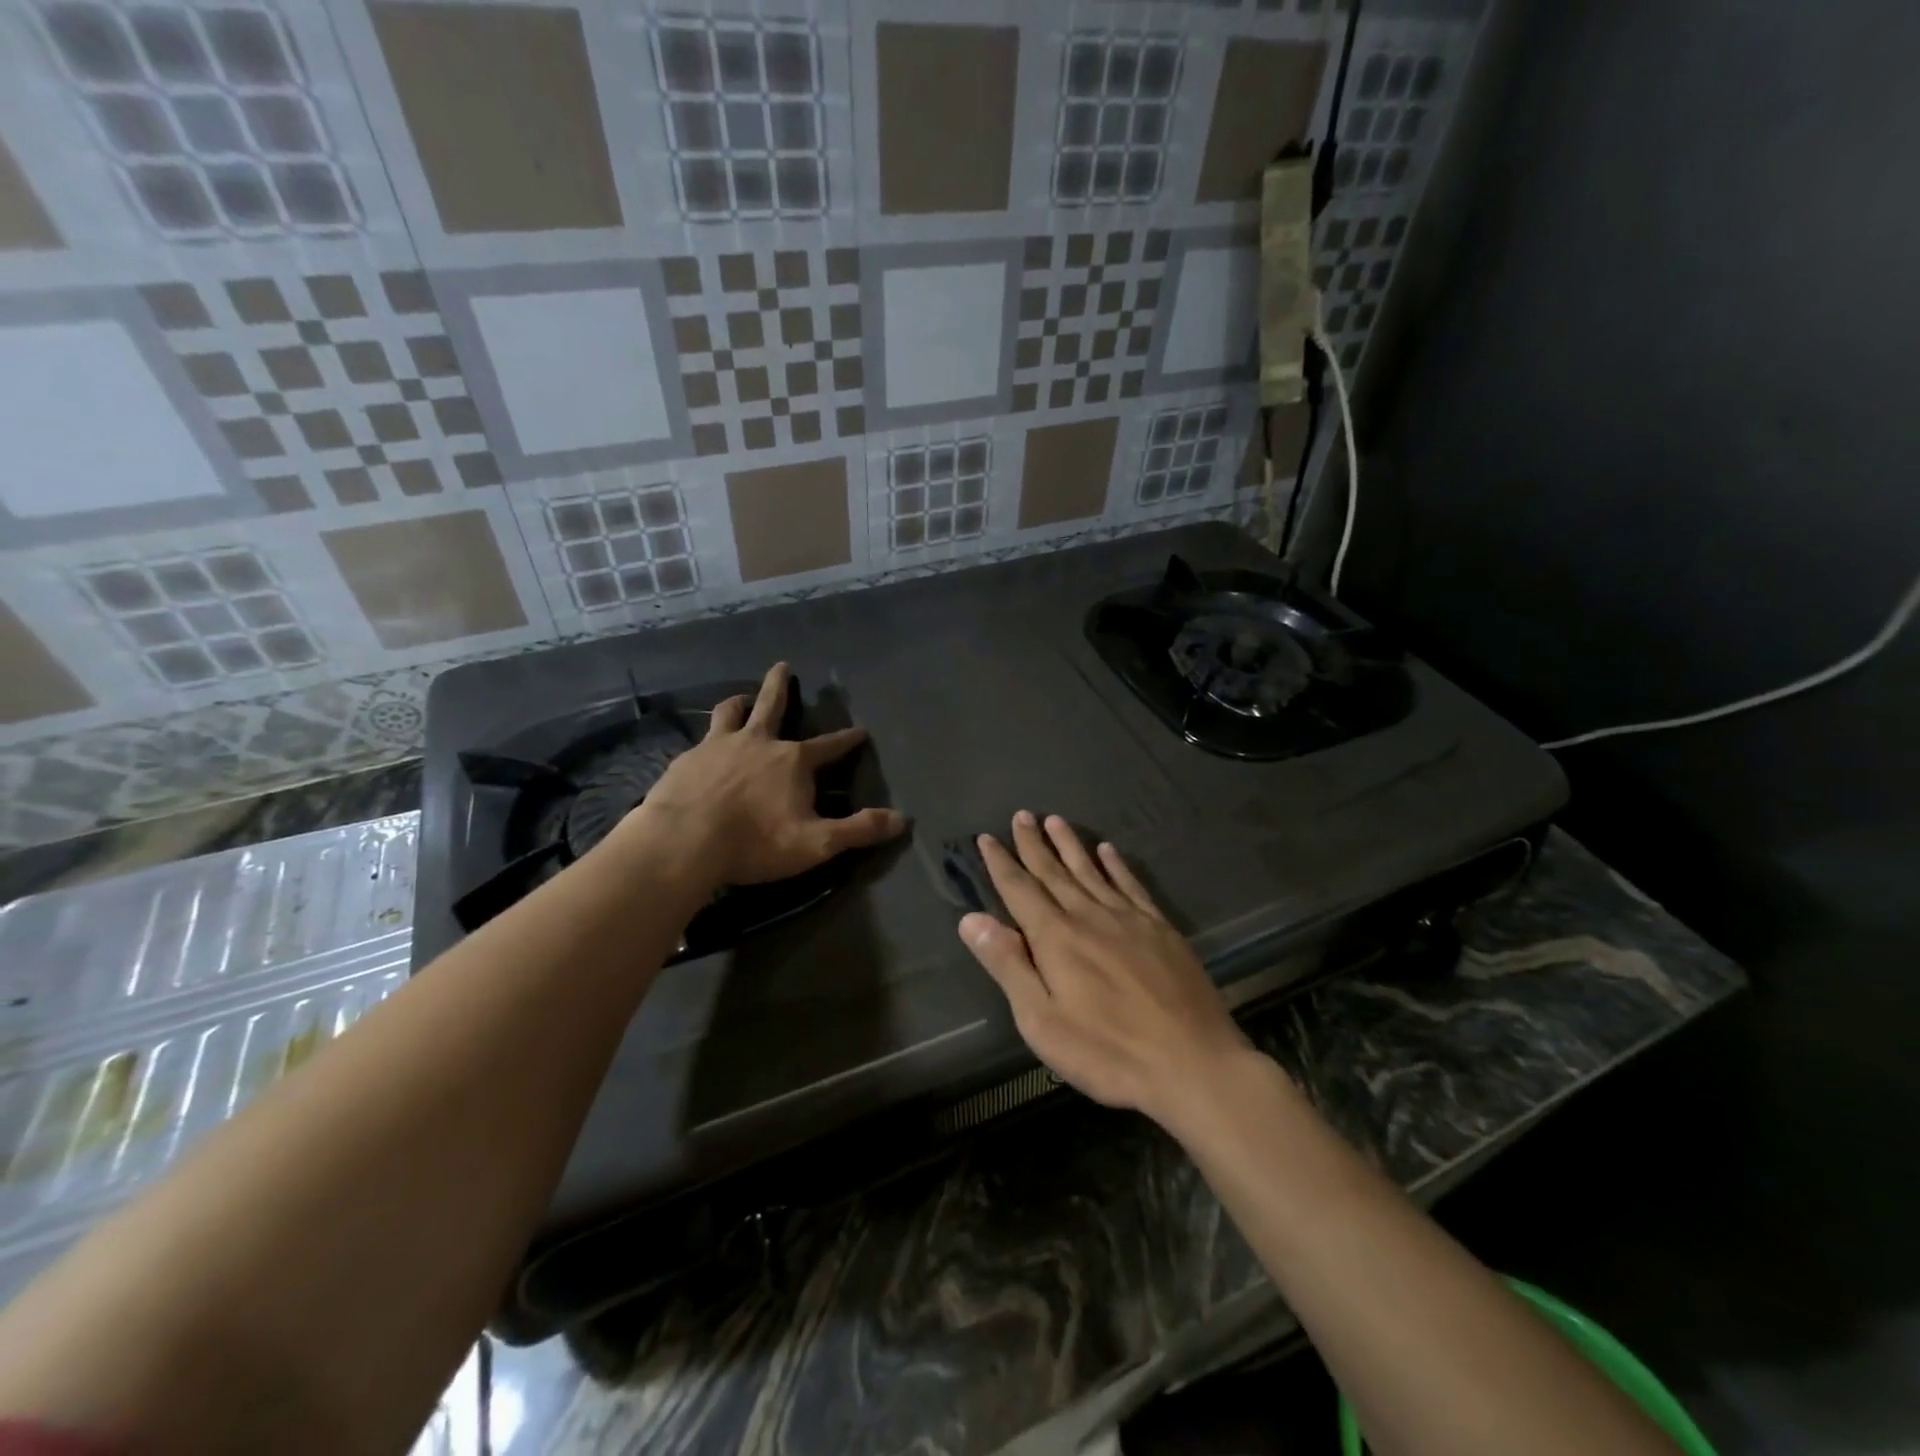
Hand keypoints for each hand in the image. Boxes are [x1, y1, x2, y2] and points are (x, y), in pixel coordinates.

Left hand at [622, 663, 906, 886]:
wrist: (684, 842)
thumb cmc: (756, 842)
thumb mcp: (816, 843)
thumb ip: (858, 830)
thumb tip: (902, 820)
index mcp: (793, 761)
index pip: (829, 745)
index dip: (847, 740)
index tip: (860, 731)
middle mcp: (758, 742)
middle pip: (771, 705)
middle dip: (780, 686)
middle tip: (782, 666)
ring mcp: (718, 746)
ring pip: (730, 712)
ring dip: (740, 702)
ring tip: (741, 698)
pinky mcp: (687, 759)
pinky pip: (701, 740)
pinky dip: (709, 738)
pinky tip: (703, 749)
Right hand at [958, 811, 1253, 1125]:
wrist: (1193, 1064)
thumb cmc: (1107, 1051)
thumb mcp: (1042, 1021)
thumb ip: (1008, 965)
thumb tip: (972, 918)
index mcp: (1057, 938)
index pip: (1020, 890)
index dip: (1001, 863)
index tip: (987, 838)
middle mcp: (1089, 916)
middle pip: (1054, 872)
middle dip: (1034, 844)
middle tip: (1021, 815)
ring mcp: (1129, 919)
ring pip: (1091, 871)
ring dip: (1070, 845)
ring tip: (1055, 820)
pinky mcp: (1160, 929)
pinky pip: (1131, 885)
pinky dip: (1116, 865)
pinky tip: (1108, 850)